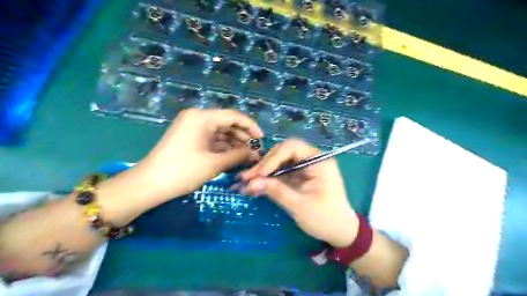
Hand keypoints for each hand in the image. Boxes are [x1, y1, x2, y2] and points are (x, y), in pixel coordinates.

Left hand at [134, 108, 260, 200]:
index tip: (262, 140)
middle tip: (256, 151)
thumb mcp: (214, 163)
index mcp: (202, 117)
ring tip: (248, 156)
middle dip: (243, 137)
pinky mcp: (190, 138)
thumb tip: (256, 153)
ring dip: (234, 143)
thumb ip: (239, 155)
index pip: (234, 116)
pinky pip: (212, 139)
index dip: (251, 127)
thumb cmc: (182, 171)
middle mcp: (197, 117)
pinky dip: (223, 147)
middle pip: (227, 123)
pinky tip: (234, 156)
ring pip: (220, 132)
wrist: (149, 185)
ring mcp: (192, 128)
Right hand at [238, 139, 357, 246]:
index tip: (258, 174)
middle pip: (284, 152)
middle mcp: (312, 159)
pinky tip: (256, 185)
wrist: (340, 231)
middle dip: (265, 164)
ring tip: (247, 181)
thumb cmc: (325, 219)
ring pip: (280, 161)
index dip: (272, 158)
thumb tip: (251, 183)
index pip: (292, 148)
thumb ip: (276, 191)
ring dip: (264, 171)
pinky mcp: (300, 176)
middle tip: (247, 177)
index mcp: (319, 161)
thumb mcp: (299, 206)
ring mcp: (306, 167)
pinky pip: (282, 172)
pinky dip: (269, 178)